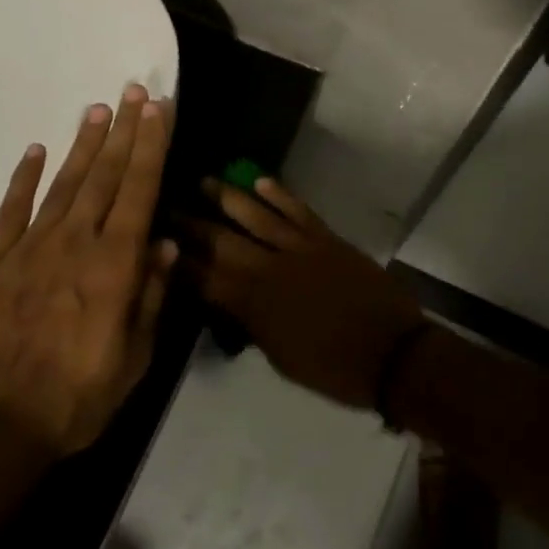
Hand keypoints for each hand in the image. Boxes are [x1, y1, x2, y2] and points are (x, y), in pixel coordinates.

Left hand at [0, 84, 175, 457]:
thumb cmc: (74, 400)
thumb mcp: (132, 360)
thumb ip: (150, 297)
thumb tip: (166, 244)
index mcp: (114, 264)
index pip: (139, 190)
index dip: (151, 146)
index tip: (159, 110)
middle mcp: (75, 242)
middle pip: (105, 175)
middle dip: (124, 130)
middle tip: (134, 92)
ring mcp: (30, 248)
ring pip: (64, 183)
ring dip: (84, 144)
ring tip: (98, 110)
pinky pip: (12, 210)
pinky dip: (24, 178)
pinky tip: (36, 151)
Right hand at [187, 175, 423, 410]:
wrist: (391, 352)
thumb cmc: (333, 367)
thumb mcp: (280, 358)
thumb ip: (251, 324)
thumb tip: (229, 301)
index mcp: (255, 305)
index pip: (205, 279)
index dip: (180, 261)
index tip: (157, 241)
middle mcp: (270, 269)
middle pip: (222, 242)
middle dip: (192, 225)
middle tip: (167, 205)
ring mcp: (300, 248)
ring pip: (256, 216)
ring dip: (228, 197)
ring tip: (204, 180)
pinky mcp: (326, 238)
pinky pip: (297, 210)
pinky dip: (279, 194)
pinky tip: (260, 180)